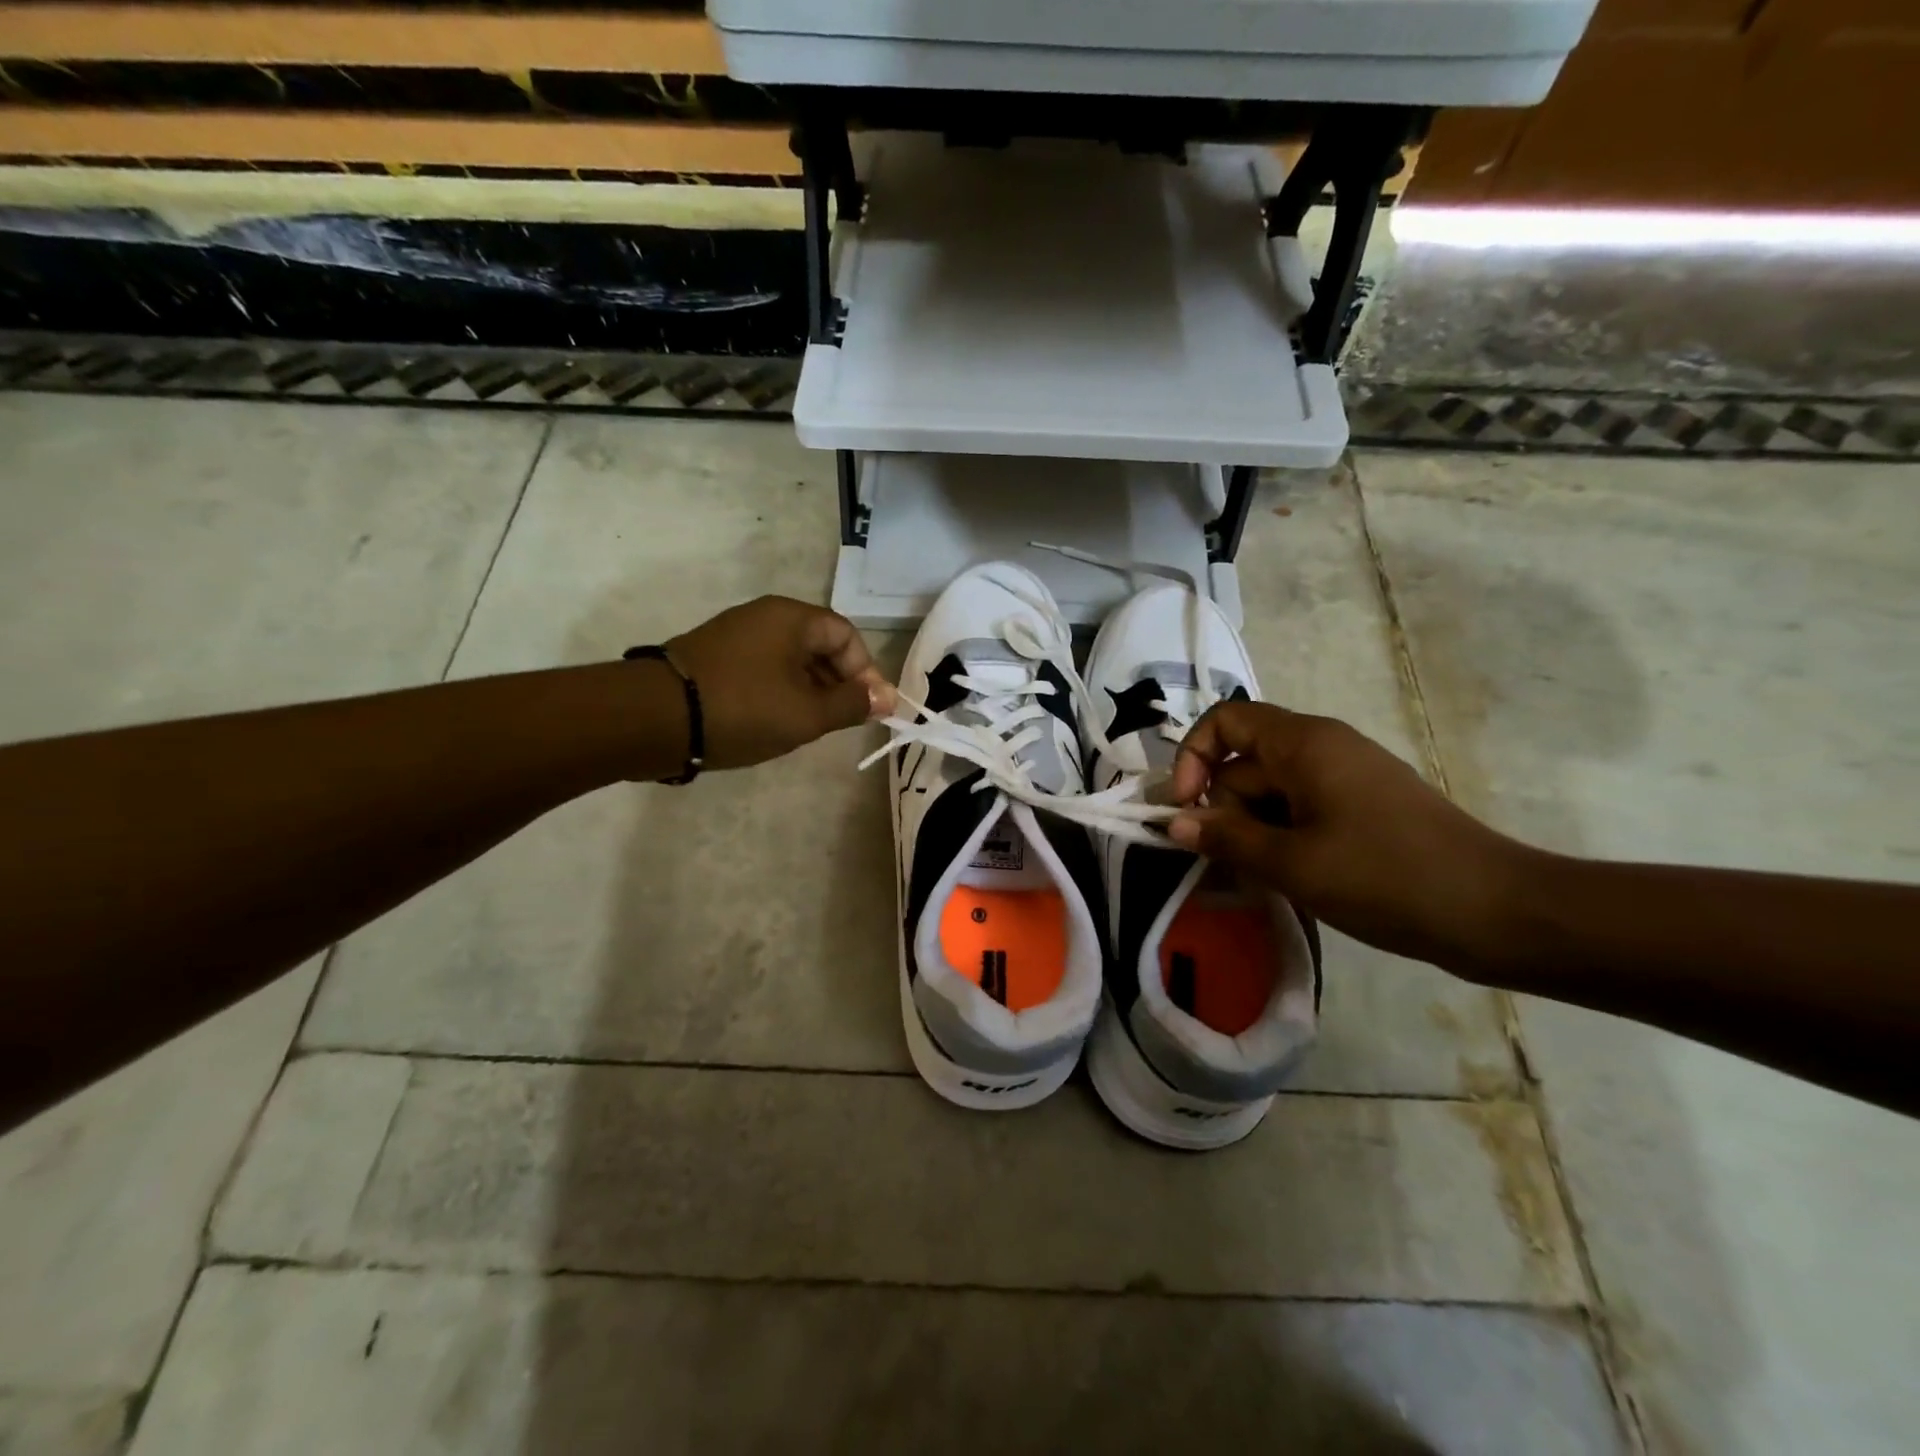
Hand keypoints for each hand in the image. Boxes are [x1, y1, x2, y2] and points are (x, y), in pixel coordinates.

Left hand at [667, 597, 895, 771]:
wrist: (654, 718)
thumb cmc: (744, 709)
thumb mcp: (807, 714)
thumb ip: (851, 705)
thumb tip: (887, 699)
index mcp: (791, 618)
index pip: (846, 636)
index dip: (865, 673)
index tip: (871, 710)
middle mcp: (764, 616)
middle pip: (818, 646)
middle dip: (838, 684)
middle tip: (842, 722)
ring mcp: (734, 635)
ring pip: (790, 660)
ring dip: (810, 691)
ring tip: (810, 727)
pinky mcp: (713, 657)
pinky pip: (763, 669)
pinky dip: (780, 692)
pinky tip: (775, 722)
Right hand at [1167, 701, 1528, 972]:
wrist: (1498, 912)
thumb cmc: (1386, 877)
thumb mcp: (1292, 863)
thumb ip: (1226, 838)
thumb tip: (1174, 823)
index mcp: (1304, 743)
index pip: (1224, 721)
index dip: (1193, 758)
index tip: (1187, 809)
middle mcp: (1322, 747)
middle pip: (1245, 762)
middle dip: (1223, 809)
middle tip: (1222, 864)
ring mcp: (1345, 777)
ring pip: (1271, 792)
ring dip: (1251, 831)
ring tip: (1257, 879)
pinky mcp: (1362, 807)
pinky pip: (1301, 810)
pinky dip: (1281, 838)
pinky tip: (1286, 878)